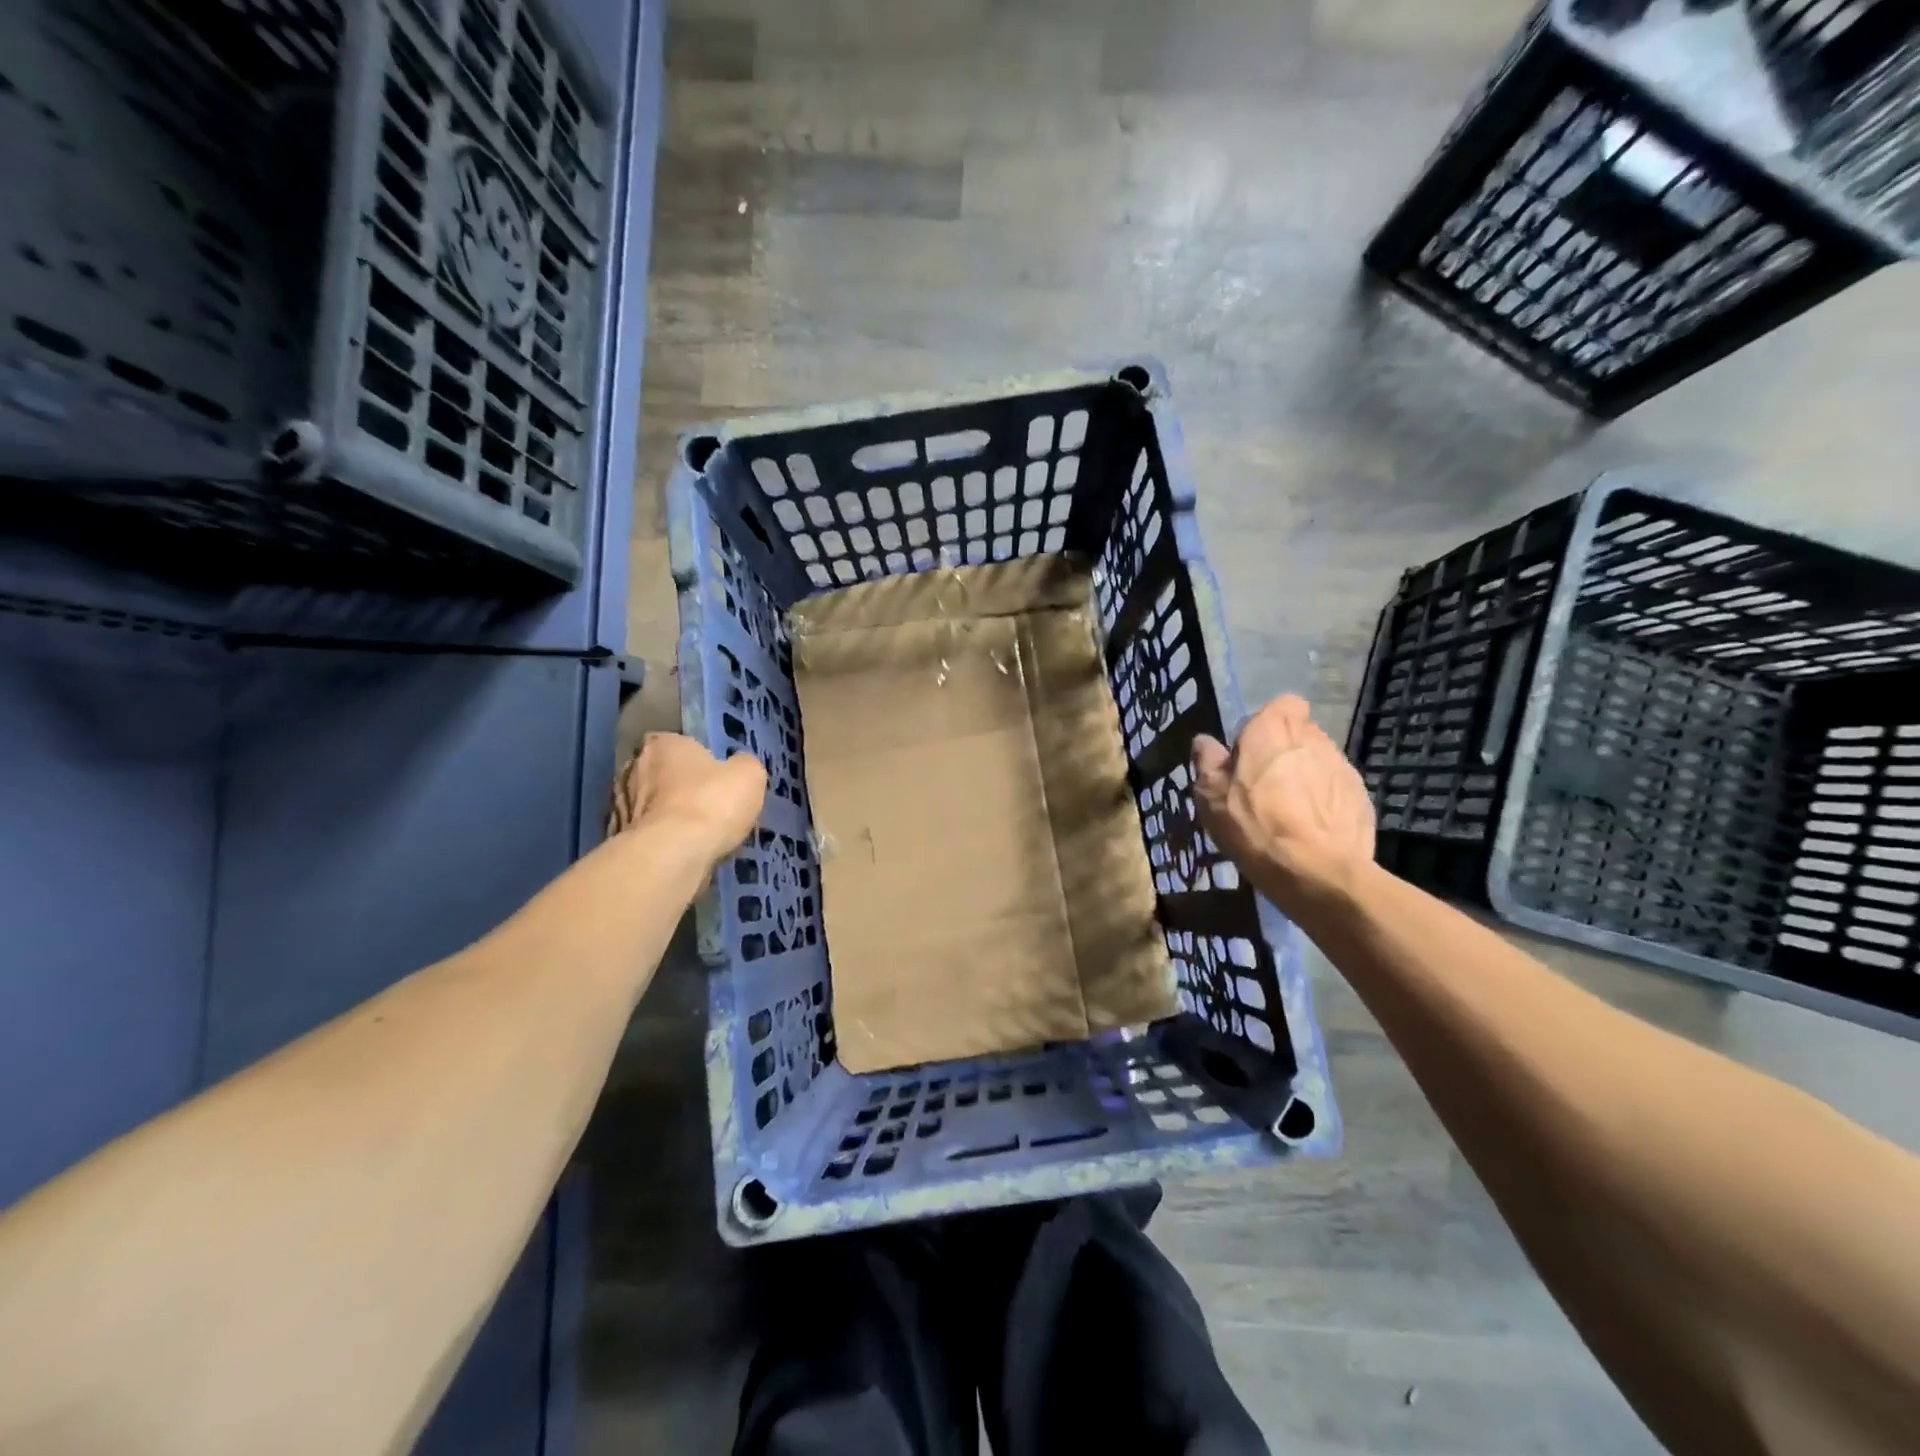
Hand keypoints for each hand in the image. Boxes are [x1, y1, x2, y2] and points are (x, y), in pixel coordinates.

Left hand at [608, 734, 765, 864]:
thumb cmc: (712, 802)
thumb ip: (743, 765)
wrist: (672, 854)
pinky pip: (646, 835)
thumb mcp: (749, 775)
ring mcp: (619, 804)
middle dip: (678, 788)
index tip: (714, 778)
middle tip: (706, 807)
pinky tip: (680, 853)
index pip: (677, 744)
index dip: (697, 761)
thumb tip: (738, 768)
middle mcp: (633, 767)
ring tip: (695, 836)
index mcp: (663, 743)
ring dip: (667, 816)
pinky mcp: (618, 839)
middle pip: (661, 774)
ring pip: (650, 806)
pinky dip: (660, 841)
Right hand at [1192, 694, 1374, 915]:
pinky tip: (1309, 831)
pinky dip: (1323, 803)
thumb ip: (1207, 761)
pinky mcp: (1361, 797)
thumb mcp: (1210, 794)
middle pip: (1299, 734)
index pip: (1282, 704)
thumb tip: (1204, 742)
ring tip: (1287, 813)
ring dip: (1303, 777)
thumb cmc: (1254, 824)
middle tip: (1261, 786)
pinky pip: (1335, 791)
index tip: (1249, 752)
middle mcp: (1313, 737)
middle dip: (1283, 752)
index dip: (1266, 724)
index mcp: (1274, 728)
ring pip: (1318, 762)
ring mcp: (1343, 767)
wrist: (1318, 871)